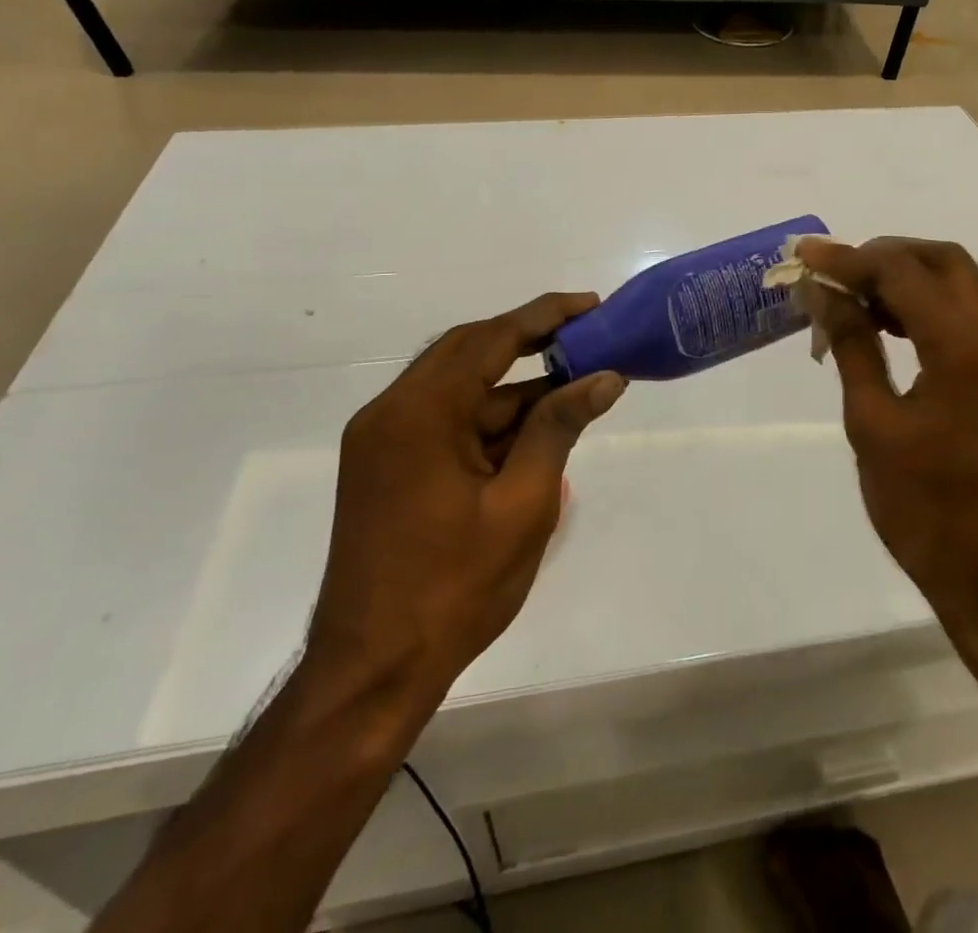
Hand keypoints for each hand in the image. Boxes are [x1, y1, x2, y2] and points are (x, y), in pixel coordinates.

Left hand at [304, 293, 625, 700]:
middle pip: (468, 351)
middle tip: (586, 337)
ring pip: (457, 387)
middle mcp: (391, 412)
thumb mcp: (523, 505)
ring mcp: (382, 440)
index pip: (490, 339)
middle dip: (529, 341)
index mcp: (419, 413)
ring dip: (512, 386)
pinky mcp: (384, 465)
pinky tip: (533, 429)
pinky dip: (488, 417)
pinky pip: (444, 418)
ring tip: (573, 386)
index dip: (545, 316)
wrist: (372, 673)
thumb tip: (605, 377)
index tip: (592, 305)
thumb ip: (559, 428)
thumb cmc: (454, 590)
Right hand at [795, 238, 977, 630]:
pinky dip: (926, 305)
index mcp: (965, 346)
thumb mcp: (873, 422)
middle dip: (885, 255)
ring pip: (959, 283)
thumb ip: (851, 344)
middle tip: (834, 273)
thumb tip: (823, 292)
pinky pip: (967, 314)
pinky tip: (885, 327)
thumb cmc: (925, 507)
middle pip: (942, 260)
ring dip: (906, 277)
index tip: (804, 256)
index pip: (902, 272)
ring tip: (851, 298)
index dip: (848, 259)